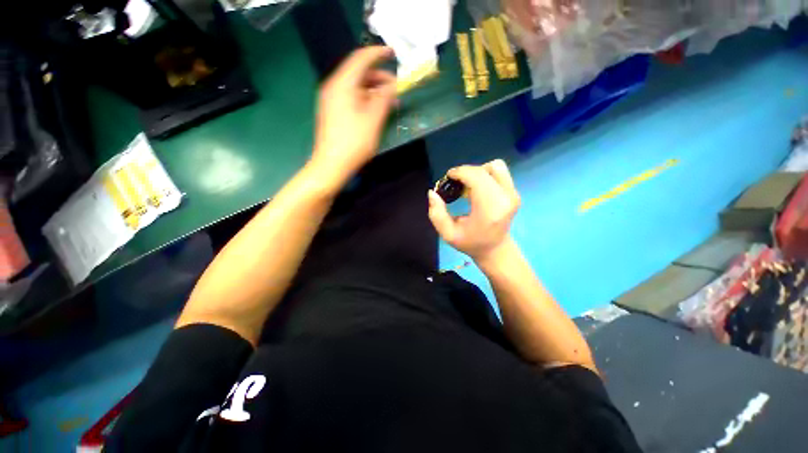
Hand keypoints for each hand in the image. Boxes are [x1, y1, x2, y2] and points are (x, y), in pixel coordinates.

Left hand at [310, 46, 397, 187]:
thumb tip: (392, 85)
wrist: (331, 164)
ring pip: (356, 87)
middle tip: (396, 87)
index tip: (393, 53)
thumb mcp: (373, 120)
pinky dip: (365, 100)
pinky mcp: (333, 112)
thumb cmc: (354, 142)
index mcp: (342, 84)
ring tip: (390, 101)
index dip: (378, 53)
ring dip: (374, 91)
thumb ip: (384, 98)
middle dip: (379, 77)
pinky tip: (376, 110)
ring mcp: (332, 100)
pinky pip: (351, 98)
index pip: (361, 59)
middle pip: (358, 73)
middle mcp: (334, 87)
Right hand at [428, 160, 520, 262]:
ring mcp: (513, 194)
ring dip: (478, 172)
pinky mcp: (514, 192)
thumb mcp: (448, 234)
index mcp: (490, 209)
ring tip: (468, 185)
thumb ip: (436, 214)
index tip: (447, 178)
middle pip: (484, 170)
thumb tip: (432, 192)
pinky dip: (486, 174)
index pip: (476, 177)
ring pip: (495, 166)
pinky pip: (499, 172)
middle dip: (466, 172)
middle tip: (455, 183)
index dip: (460, 172)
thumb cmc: (470, 243)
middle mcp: (505, 198)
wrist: (495, 249)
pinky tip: (477, 188)